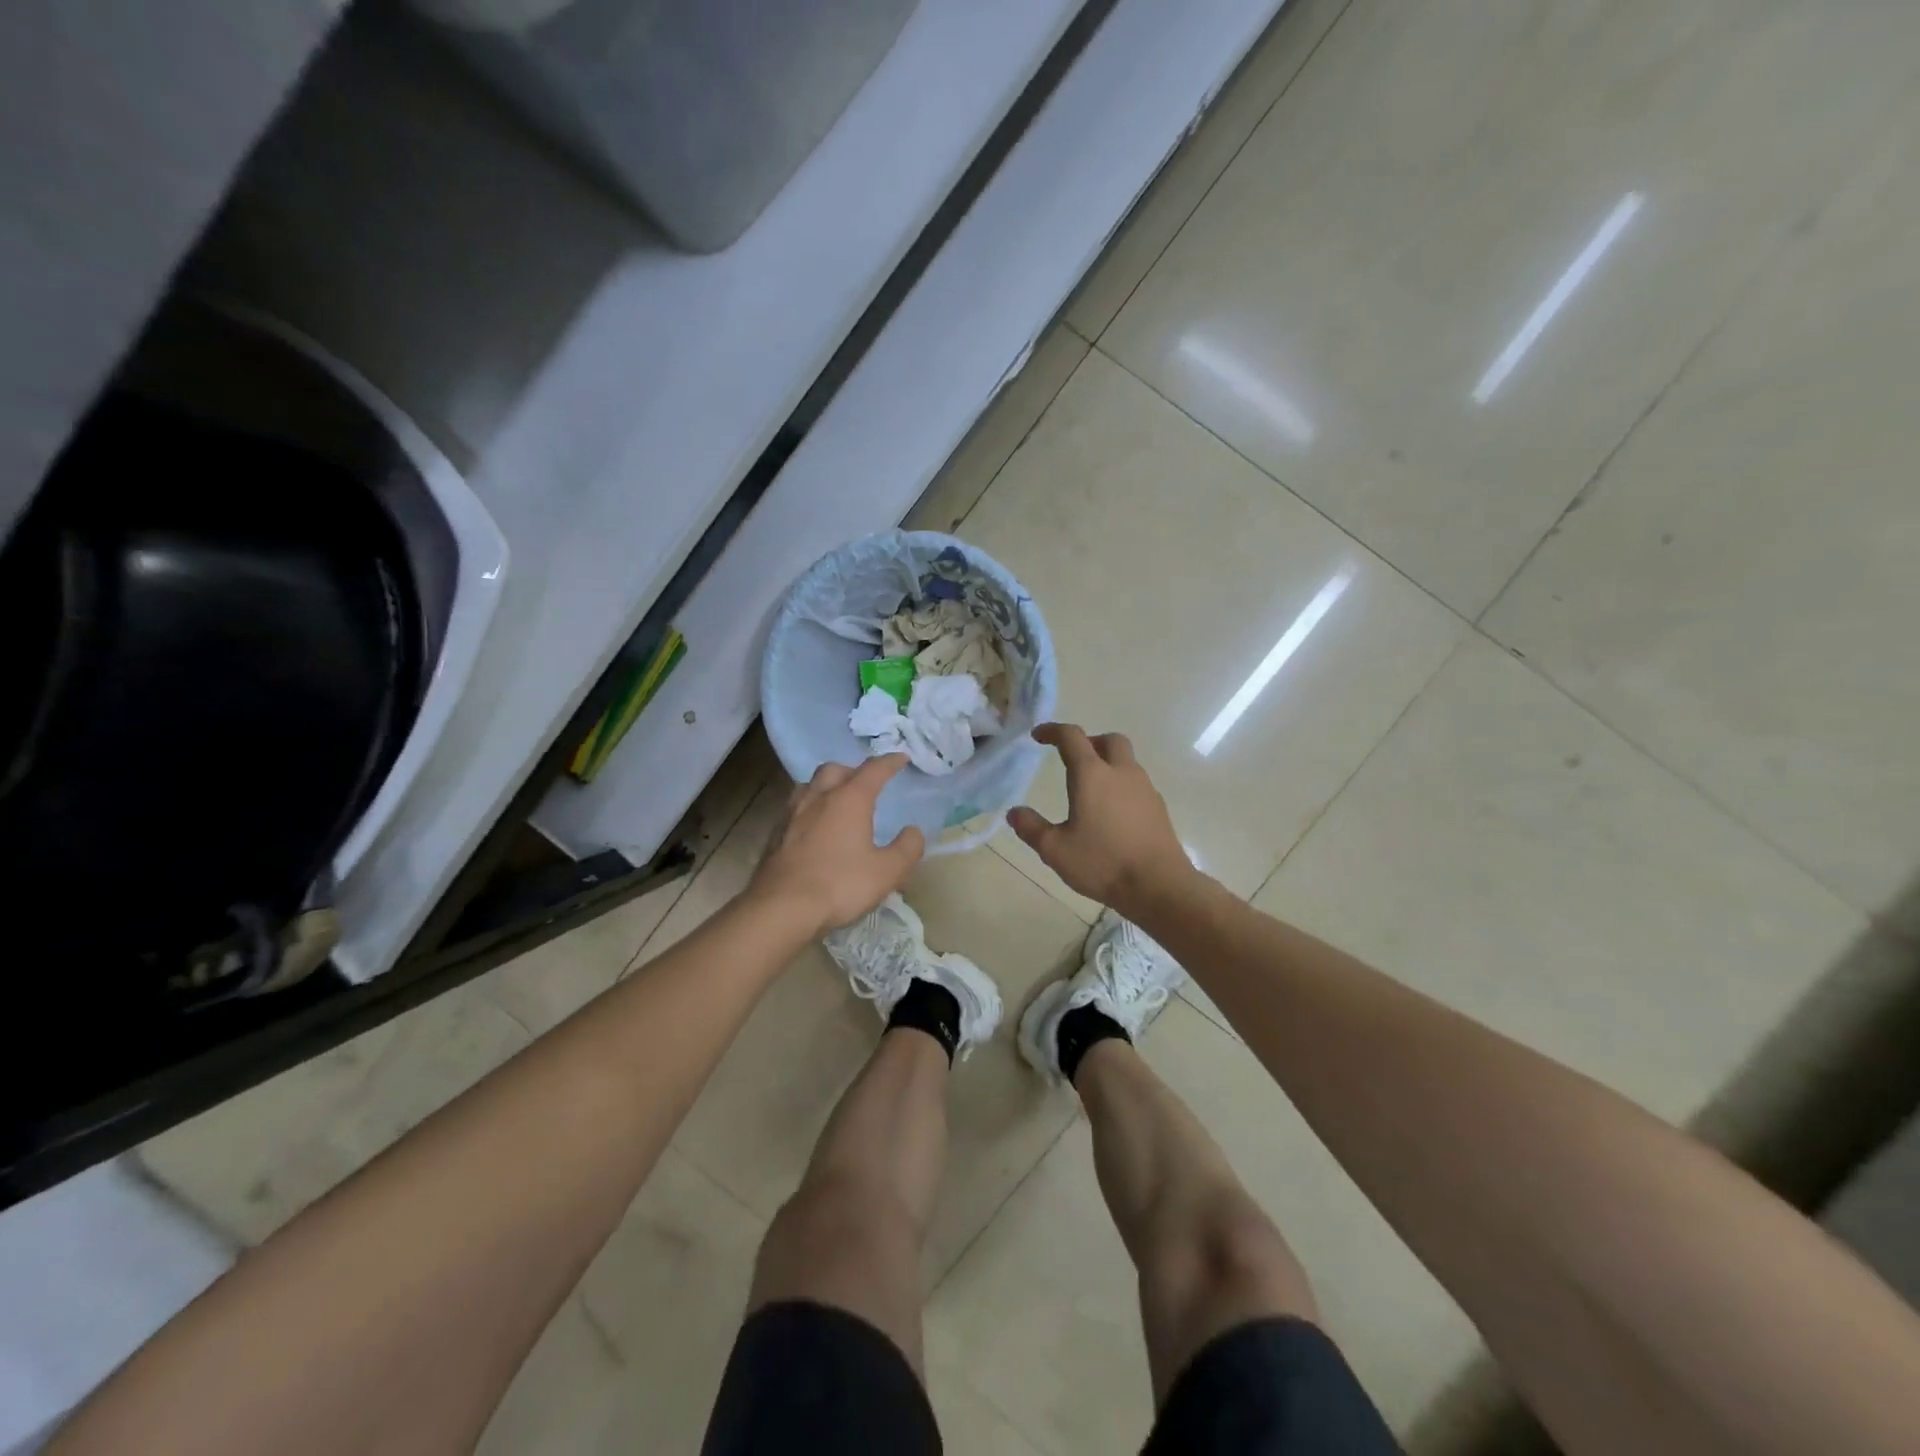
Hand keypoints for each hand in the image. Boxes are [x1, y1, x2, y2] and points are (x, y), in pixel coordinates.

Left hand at [749, 755, 924, 936]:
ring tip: (837, 801)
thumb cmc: (840, 885)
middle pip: (835, 769)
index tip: (901, 758)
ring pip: (810, 785)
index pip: (873, 770)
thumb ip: (907, 848)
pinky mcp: (775, 834)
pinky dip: (810, 808)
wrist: (780, 908)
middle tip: (865, 784)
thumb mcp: (887, 872)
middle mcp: (818, 797)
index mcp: (849, 799)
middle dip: (853, 771)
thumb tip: (913, 831)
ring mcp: (792, 814)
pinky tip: (814, 827)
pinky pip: (795, 808)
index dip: (890, 762)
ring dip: (826, 786)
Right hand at [1008, 724, 1195, 913]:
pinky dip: (1122, 786)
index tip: (1038, 736)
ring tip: (1091, 790)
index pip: (1071, 737)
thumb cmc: (1102, 863)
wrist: (1159, 885)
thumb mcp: (1055, 850)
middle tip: (1072, 759)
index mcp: (1092, 774)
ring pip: (1127, 761)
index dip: (1053, 731)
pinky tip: (1113, 813)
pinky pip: (1137, 784)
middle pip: (1109, 740)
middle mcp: (1121, 772)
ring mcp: (1145, 788)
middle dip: (1089, 742)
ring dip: (1108, 764)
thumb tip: (1014, 813)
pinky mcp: (1158, 808)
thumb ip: (1031, 828)